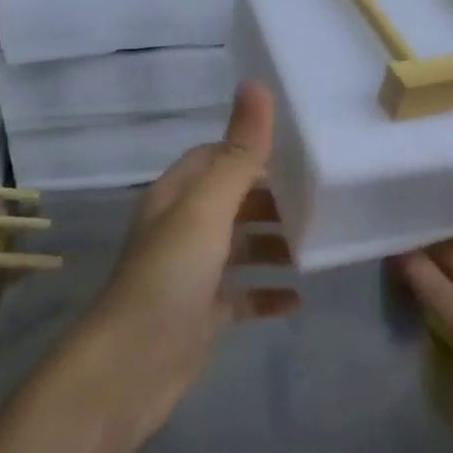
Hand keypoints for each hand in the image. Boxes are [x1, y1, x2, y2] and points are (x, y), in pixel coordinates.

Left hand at [73, 81, 291, 436]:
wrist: (131, 368)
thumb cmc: (169, 277)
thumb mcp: (207, 208)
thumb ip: (237, 152)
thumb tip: (255, 83)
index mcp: (176, 196)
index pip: (215, 157)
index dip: (252, 152)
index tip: (300, 154)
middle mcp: (180, 228)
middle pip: (232, 201)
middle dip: (272, 200)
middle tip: (321, 201)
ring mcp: (190, 272)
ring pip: (239, 246)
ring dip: (274, 244)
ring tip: (316, 246)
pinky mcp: (201, 313)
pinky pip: (242, 295)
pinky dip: (267, 293)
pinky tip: (298, 300)